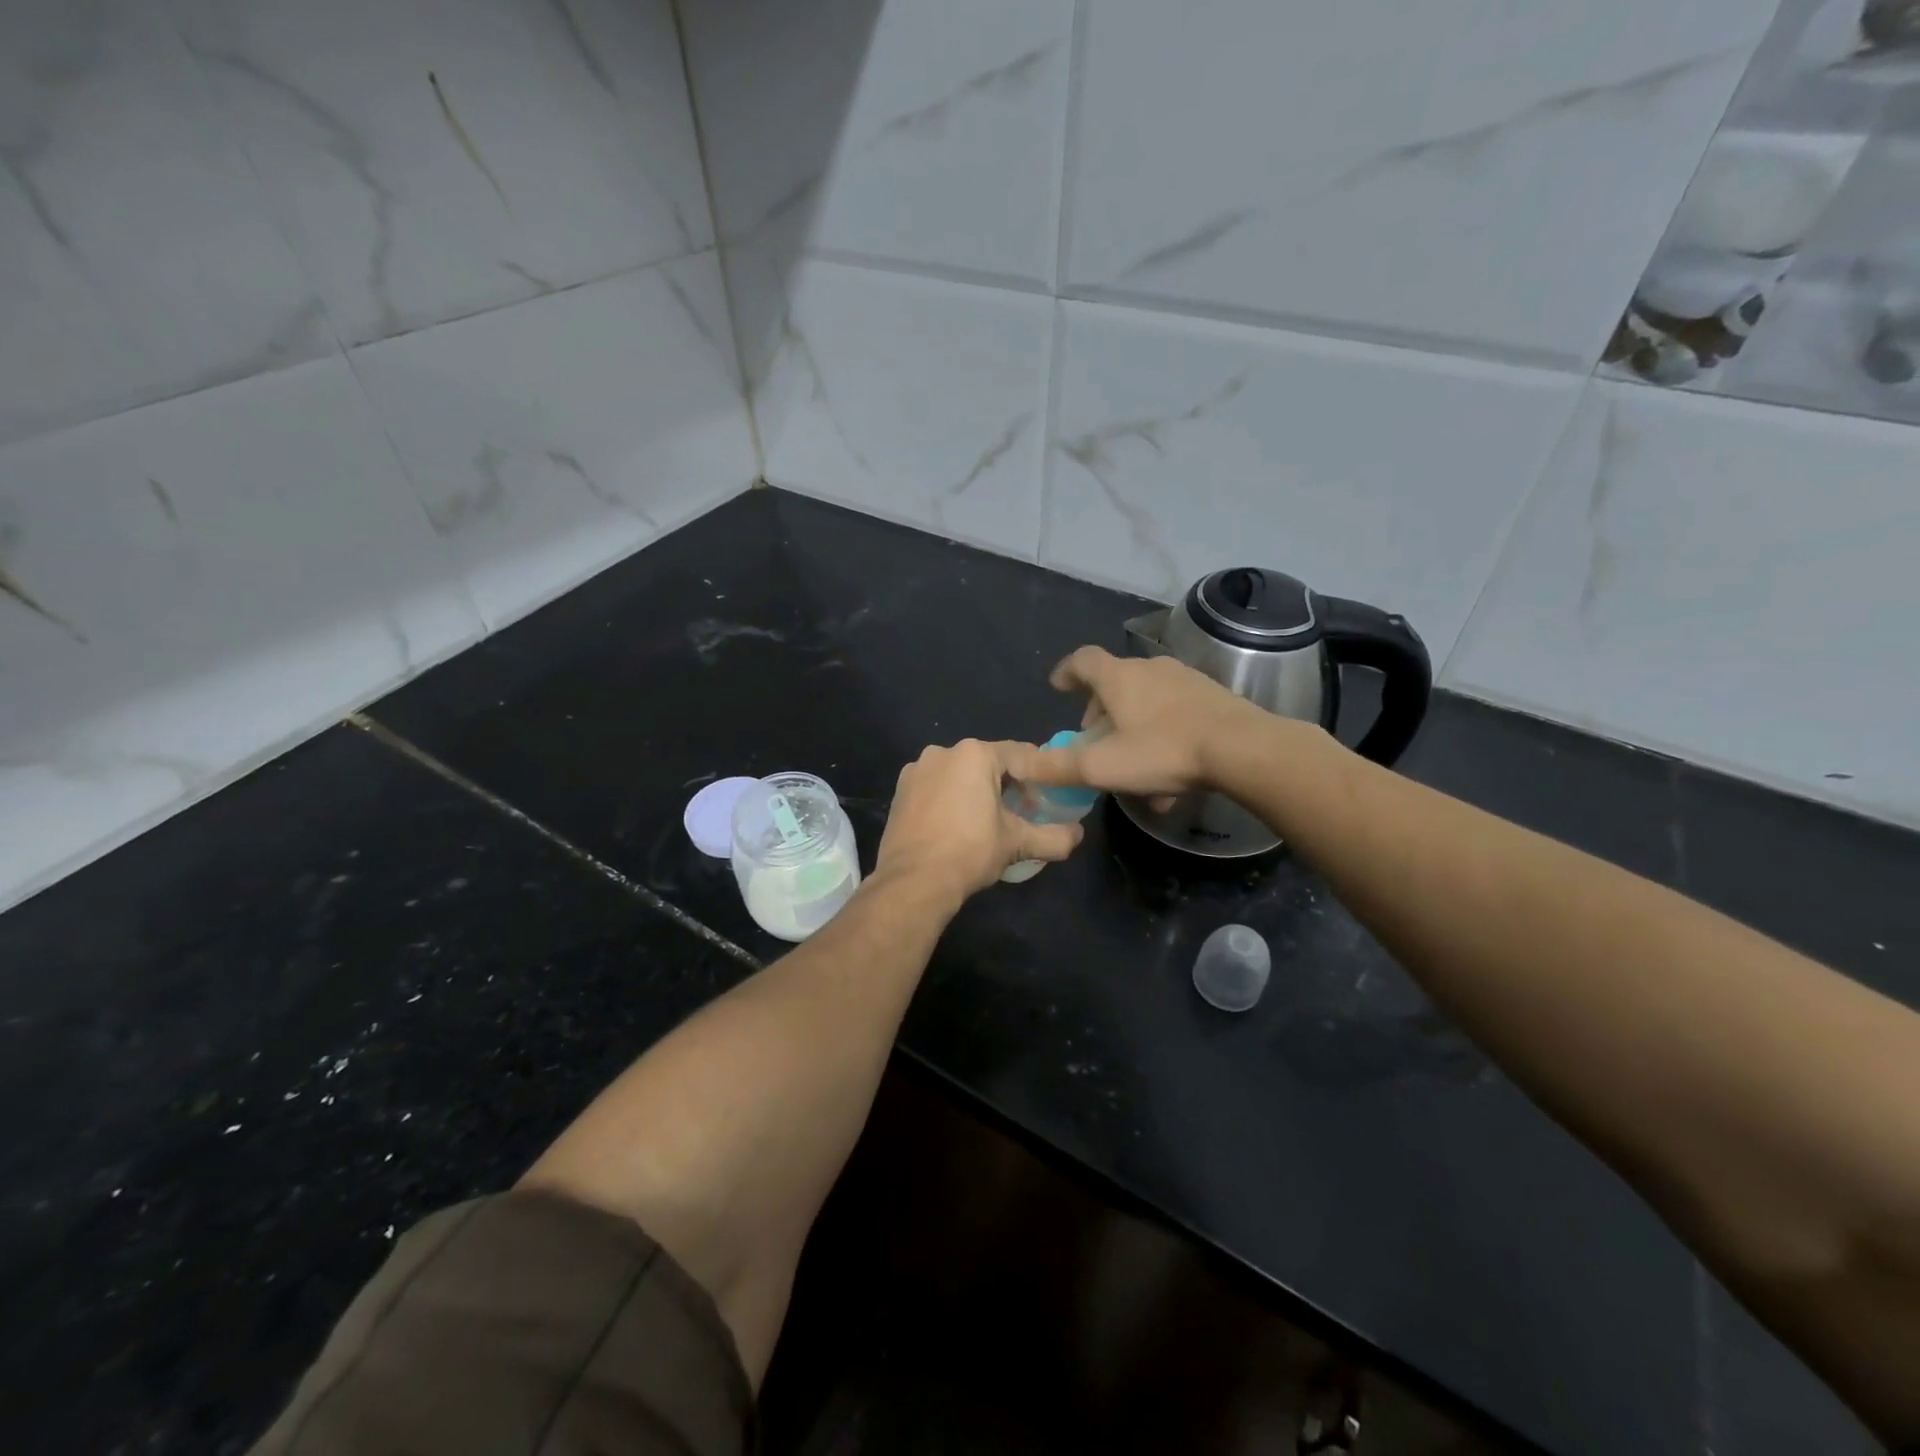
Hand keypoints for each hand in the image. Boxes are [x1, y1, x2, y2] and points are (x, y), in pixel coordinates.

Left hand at [872, 740, 1083, 909]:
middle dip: (1006, 784)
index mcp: (974, 754)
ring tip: (988, 821)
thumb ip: (1053, 837)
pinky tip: (956, 825)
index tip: (1048, 796)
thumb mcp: (1017, 843)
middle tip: (1021, 812)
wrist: (913, 881)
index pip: (1019, 754)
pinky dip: (950, 799)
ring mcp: (916, 770)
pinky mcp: (900, 791)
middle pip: (987, 763)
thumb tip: (1078, 836)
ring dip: (975, 790)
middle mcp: (943, 752)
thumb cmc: (969, 851)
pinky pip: (935, 787)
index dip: (1038, 775)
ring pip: (958, 774)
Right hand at [1008, 646, 1269, 797]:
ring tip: (1132, 762)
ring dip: (1132, 725)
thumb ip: (1057, 767)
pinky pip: (1175, 712)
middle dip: (1100, 709)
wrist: (1243, 749)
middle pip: (1115, 682)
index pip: (1083, 660)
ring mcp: (1185, 679)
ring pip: (1147, 700)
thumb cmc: (1163, 751)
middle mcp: (1150, 669)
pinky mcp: (1212, 696)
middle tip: (1095, 738)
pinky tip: (1169, 772)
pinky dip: (1162, 734)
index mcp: (1119, 678)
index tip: (1058, 687)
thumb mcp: (1102, 766)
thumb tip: (1019, 765)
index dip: (1066, 671)